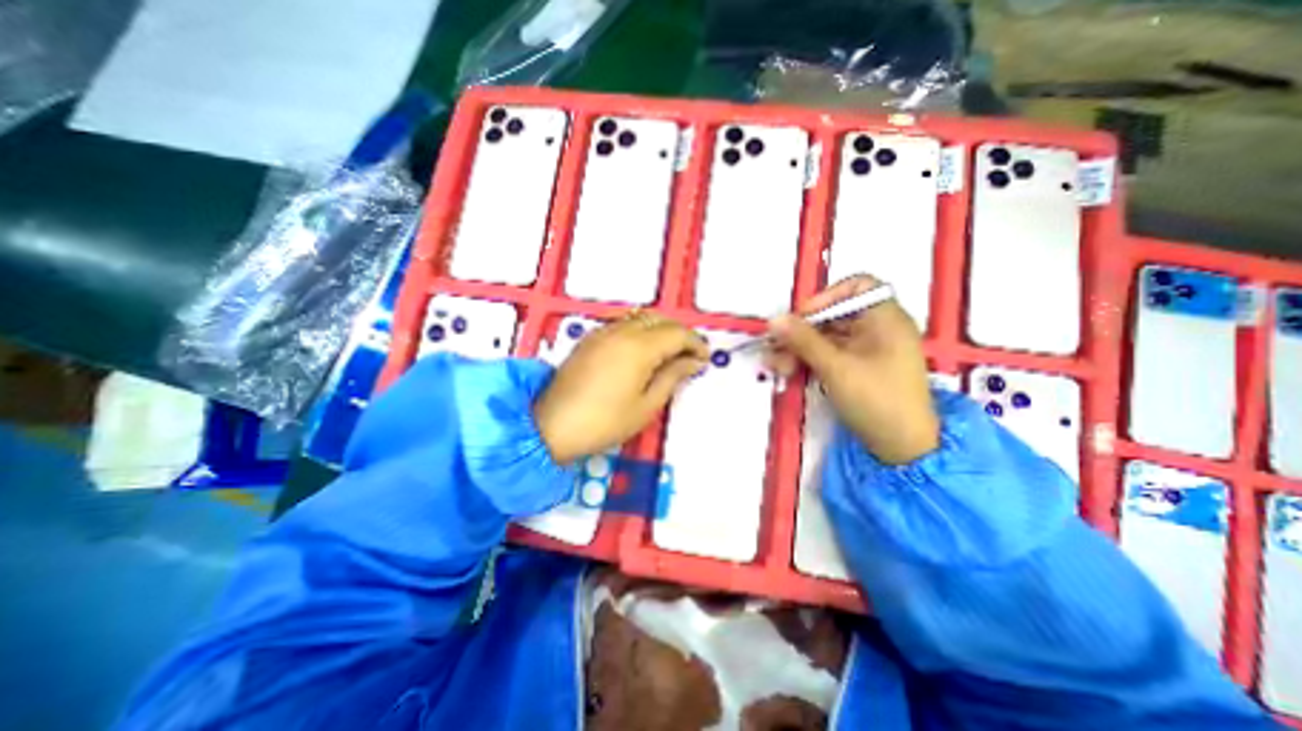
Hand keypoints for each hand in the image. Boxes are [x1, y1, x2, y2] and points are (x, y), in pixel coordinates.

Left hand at [531, 312, 706, 462]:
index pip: (677, 333)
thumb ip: (672, 377)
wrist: (551, 426)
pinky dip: (640, 331)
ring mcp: (602, 332)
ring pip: (640, 318)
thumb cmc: (604, 422)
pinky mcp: (590, 339)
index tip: (703, 359)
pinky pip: (623, 324)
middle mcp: (621, 331)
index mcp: (639, 347)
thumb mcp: (647, 405)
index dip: (695, 343)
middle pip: (660, 319)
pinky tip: (641, 351)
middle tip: (688, 355)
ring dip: (659, 329)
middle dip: (679, 333)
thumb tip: (693, 361)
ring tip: (667, 353)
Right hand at [765, 274, 943, 460]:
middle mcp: (876, 329)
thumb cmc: (877, 400)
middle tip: (776, 348)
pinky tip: (787, 372)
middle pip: (833, 316)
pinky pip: (827, 355)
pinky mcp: (856, 368)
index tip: (802, 316)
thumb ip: (803, 340)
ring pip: (825, 338)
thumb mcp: (836, 367)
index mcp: (885, 318)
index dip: (827, 296)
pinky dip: (807, 361)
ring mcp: (865, 350)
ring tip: (777, 366)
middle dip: (801, 331)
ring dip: (798, 349)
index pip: (857, 286)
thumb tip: (774, 319)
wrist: (901, 448)